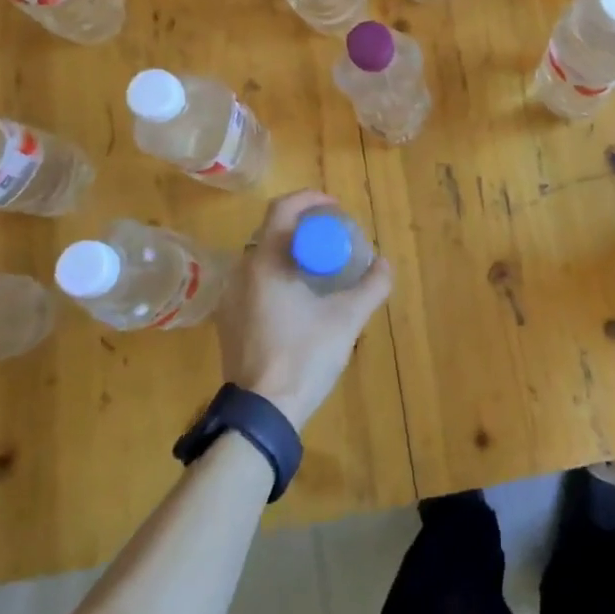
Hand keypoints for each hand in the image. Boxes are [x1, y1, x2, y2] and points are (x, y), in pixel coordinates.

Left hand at [215, 190, 392, 431]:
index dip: (310, 200)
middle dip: (304, 228)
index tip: (334, 207)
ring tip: (320, 268)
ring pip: (262, 258)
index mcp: (265, 261)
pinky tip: (298, 299)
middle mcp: (241, 271)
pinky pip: (254, 282)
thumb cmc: (303, 356)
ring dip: (291, 253)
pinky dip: (277, 276)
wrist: (262, 413)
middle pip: (272, 232)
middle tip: (333, 238)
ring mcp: (230, 298)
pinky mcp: (228, 321)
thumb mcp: (347, 320)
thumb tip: (386, 265)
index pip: (282, 209)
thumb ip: (371, 287)